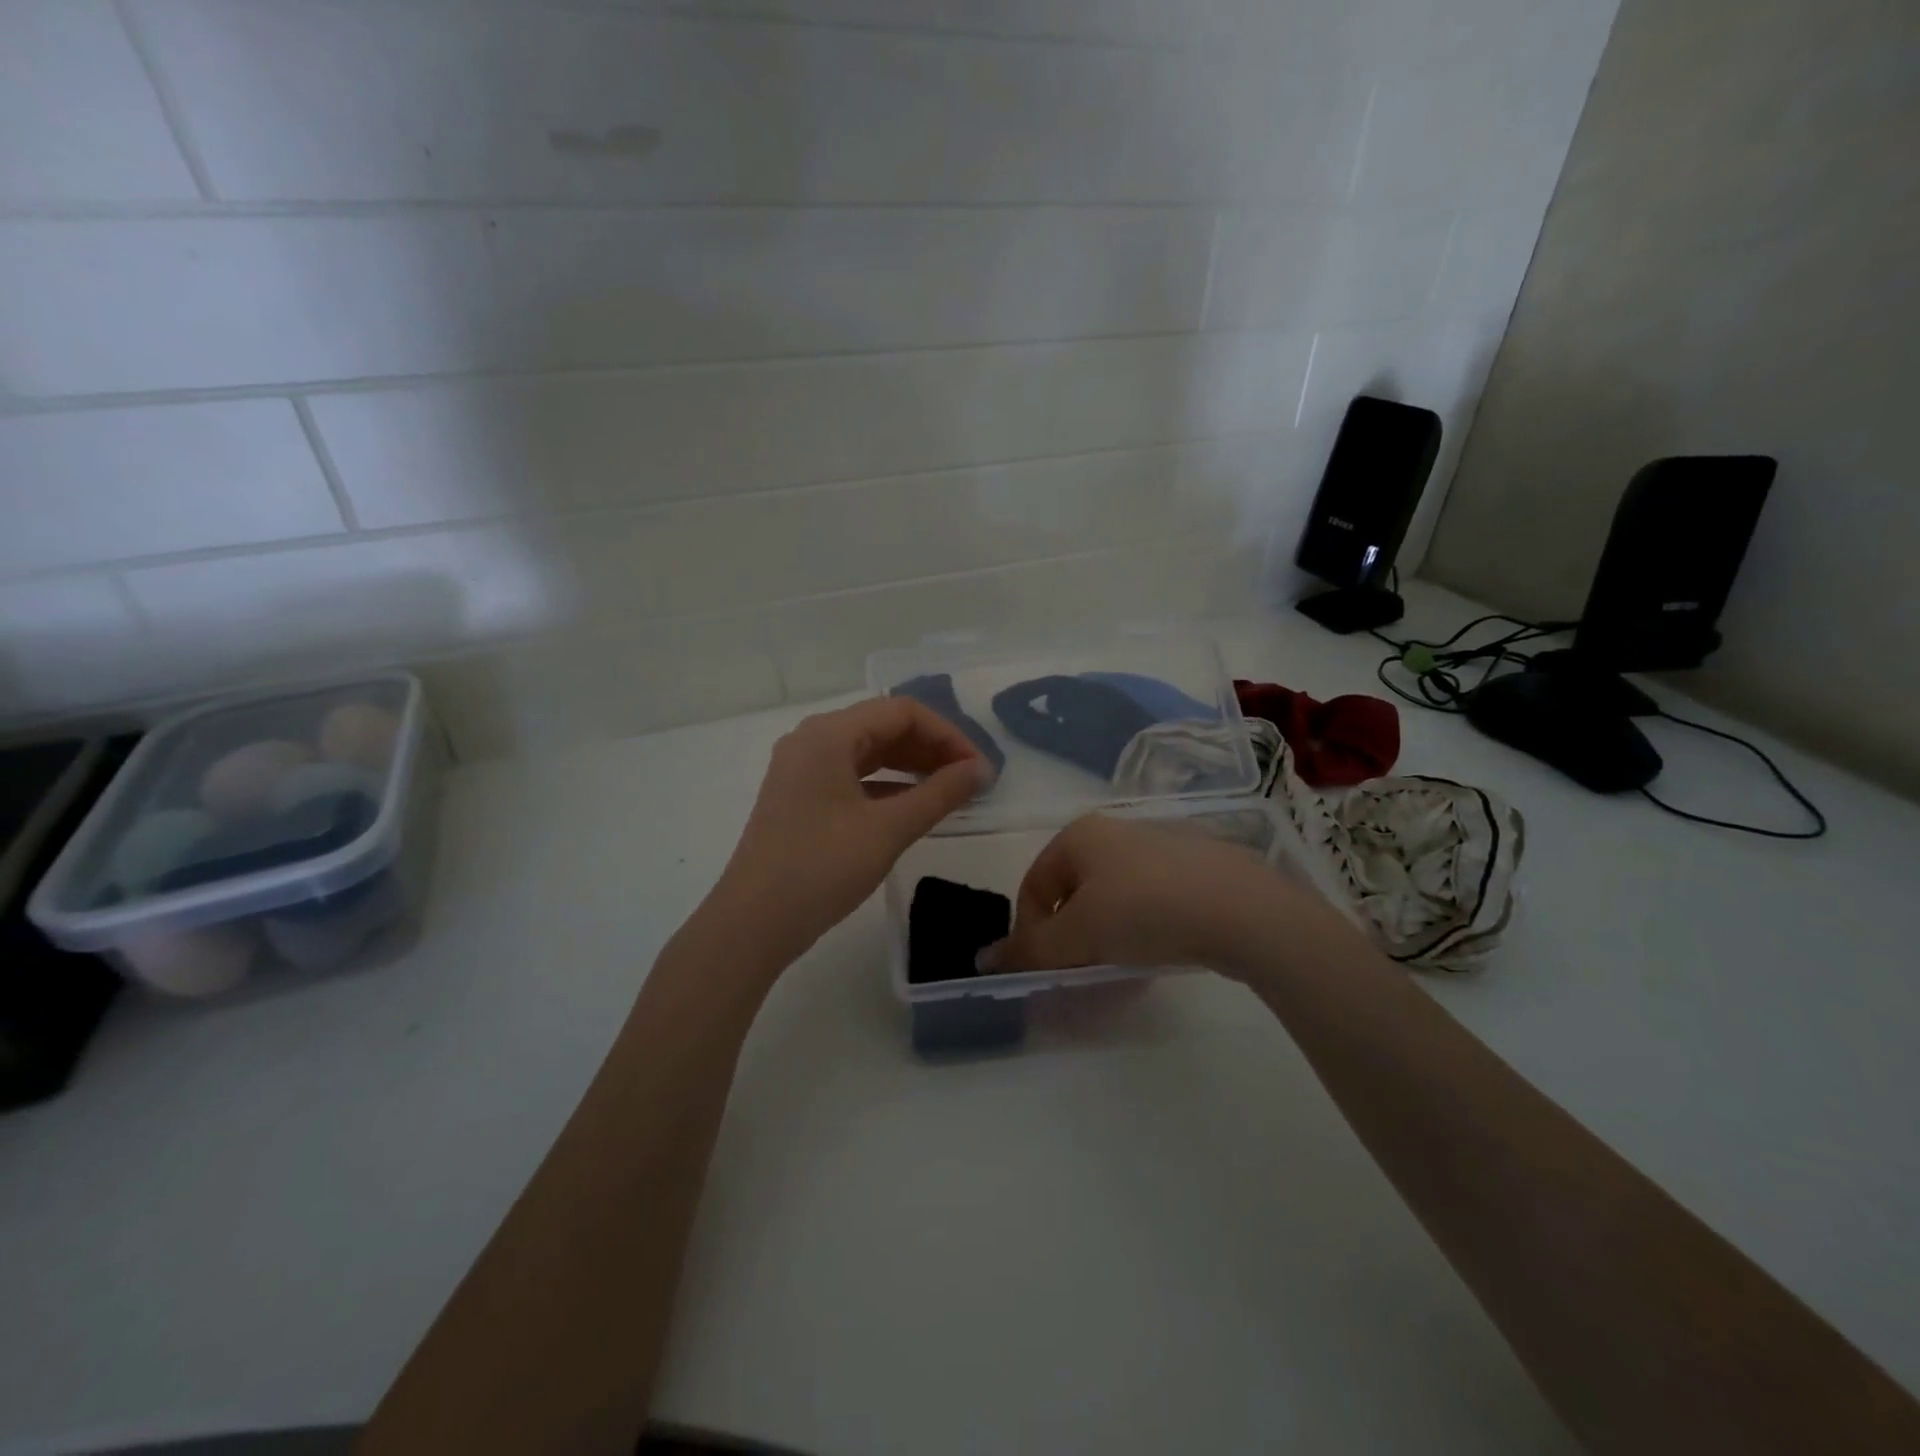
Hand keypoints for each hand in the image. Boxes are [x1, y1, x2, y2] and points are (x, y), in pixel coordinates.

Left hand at [709, 697, 991, 963]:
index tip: (979, 768)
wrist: (753, 924)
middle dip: (931, 749)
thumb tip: (981, 770)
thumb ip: (939, 794)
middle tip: (970, 780)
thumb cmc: (821, 868)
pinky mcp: (801, 797)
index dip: (948, 734)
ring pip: (869, 752)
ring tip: (950, 791)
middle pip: (884, 727)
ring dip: (912, 766)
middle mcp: (812, 740)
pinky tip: (915, 807)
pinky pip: (853, 776)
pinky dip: (888, 786)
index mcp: (828, 734)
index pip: (902, 712)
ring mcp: (803, 769)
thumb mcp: (888, 829)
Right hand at [982, 814, 1343, 980]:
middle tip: (1082, 971)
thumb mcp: (1079, 934)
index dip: (1030, 930)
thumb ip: (1031, 949)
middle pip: (1074, 890)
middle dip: (1071, 935)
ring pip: (1113, 896)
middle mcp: (1116, 829)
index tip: (1046, 968)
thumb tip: (984, 959)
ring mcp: (1160, 845)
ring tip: (1121, 967)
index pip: (1034, 884)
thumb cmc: (1146, 911)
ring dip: (1105, 935)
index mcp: (1080, 834)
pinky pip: (1151, 899)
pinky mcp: (1197, 866)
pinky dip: (1142, 927)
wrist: (1245, 910)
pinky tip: (1158, 952)